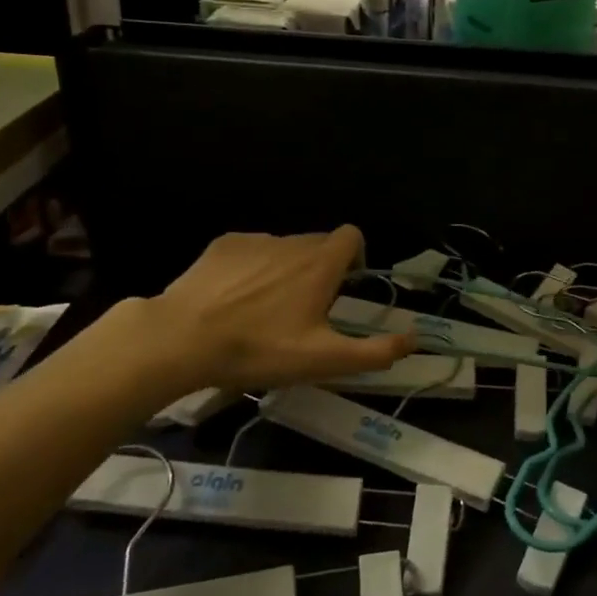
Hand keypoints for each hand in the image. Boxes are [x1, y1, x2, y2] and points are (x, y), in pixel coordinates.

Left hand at [131, 226, 414, 399]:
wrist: (181, 339)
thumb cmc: (260, 348)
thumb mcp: (324, 360)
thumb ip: (375, 351)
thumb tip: (415, 338)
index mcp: (320, 263)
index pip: (352, 236)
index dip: (355, 257)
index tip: (343, 289)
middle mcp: (292, 242)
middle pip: (318, 244)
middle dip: (320, 270)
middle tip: (304, 312)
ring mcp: (254, 240)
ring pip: (284, 248)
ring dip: (285, 270)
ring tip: (264, 311)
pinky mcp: (222, 245)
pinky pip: (250, 250)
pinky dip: (252, 268)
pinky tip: (232, 300)